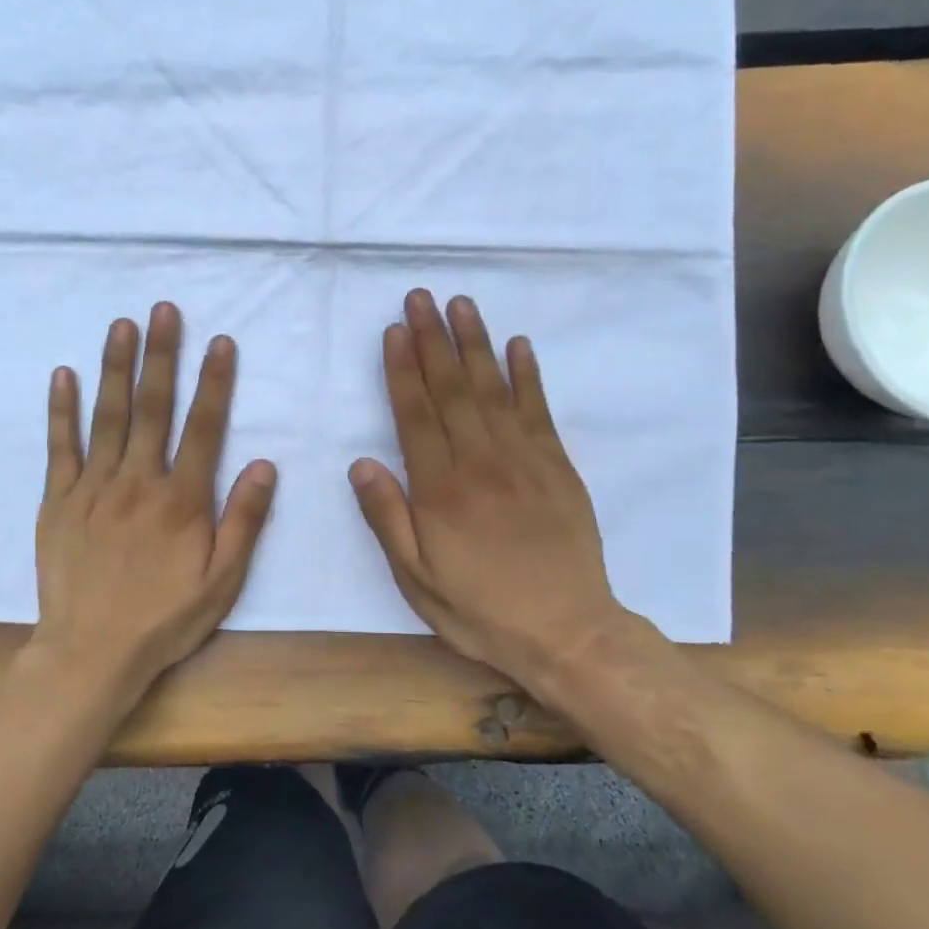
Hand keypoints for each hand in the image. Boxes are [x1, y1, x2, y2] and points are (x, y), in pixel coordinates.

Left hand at [34, 302, 276, 690]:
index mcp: (182, 499)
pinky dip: (62, 411)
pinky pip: (61, 447)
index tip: (220, 341)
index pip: (204, 427)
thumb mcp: (222, 581)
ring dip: (116, 367)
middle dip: (161, 355)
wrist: (92, 651)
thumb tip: (265, 465)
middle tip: (164, 309)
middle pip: (152, 408)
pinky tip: (64, 376)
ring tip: (122, 324)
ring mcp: (94, 487)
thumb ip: (244, 521)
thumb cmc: (165, 618)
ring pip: (107, 416)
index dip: (214, 382)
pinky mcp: (59, 501)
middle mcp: (138, 481)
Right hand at [350, 290, 657, 688]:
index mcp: (441, 490)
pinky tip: (518, 345)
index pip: (415, 415)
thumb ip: (388, 519)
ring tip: (460, 304)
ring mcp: (524, 459)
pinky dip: (528, 375)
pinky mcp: (558, 466)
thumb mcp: (417, 580)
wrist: (567, 631)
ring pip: (493, 389)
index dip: (402, 369)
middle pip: (451, 389)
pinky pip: (539, 410)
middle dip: (432, 339)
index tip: (393, 330)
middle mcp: (480, 462)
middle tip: (420, 297)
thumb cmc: (481, 610)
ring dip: (475, 343)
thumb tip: (361, 462)